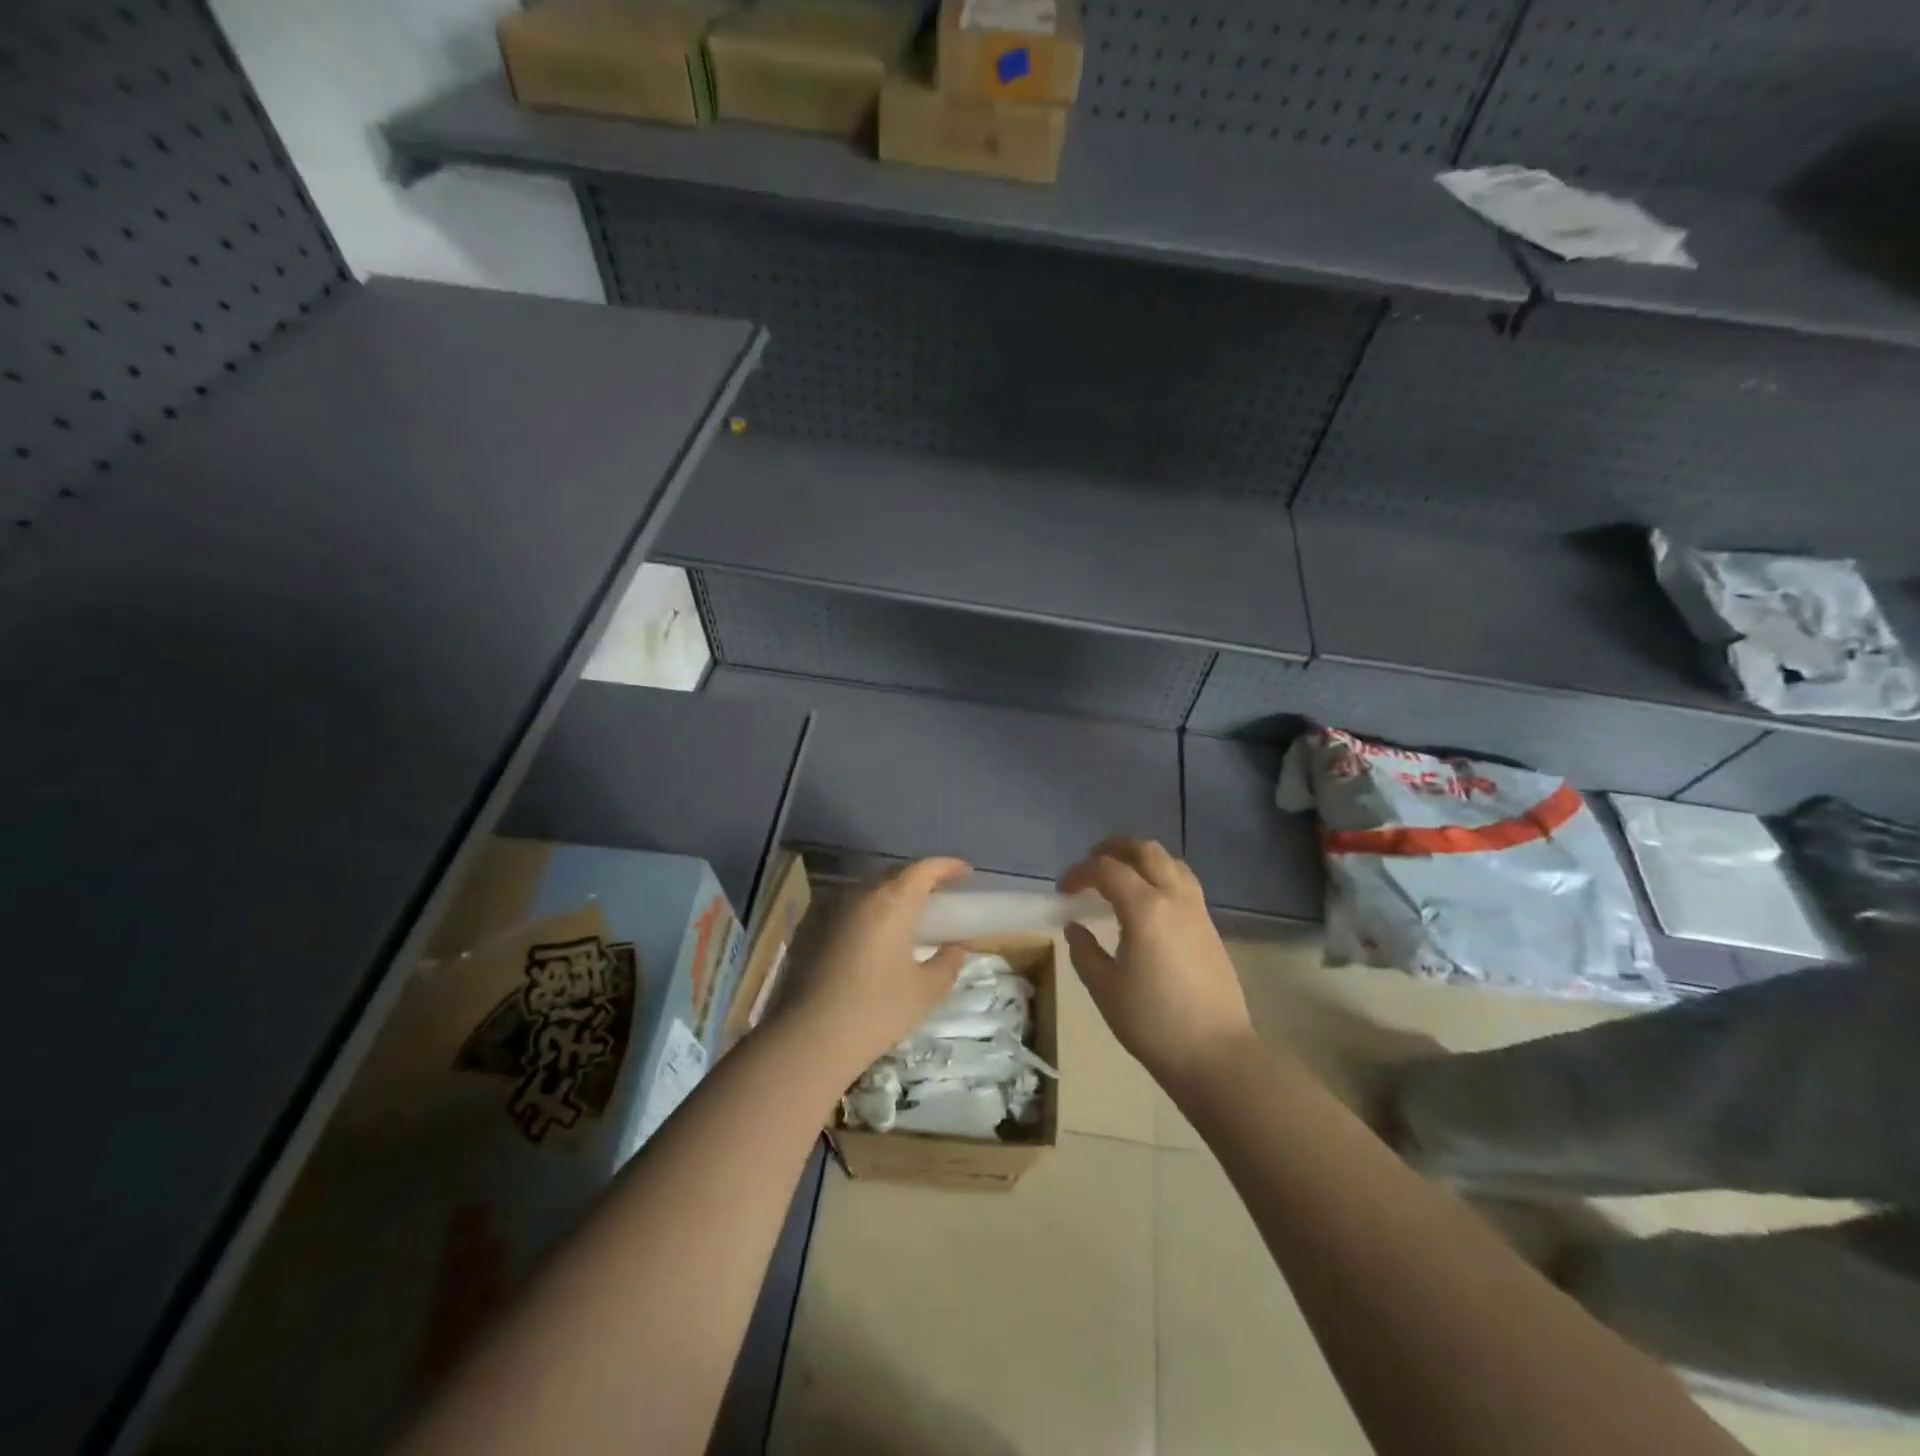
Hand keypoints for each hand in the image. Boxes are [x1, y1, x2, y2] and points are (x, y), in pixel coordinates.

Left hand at [773, 857, 972, 1081]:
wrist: (809, 1038)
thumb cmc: (876, 1011)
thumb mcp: (925, 991)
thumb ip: (948, 963)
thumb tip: (958, 947)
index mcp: (892, 902)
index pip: (924, 869)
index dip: (947, 866)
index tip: (966, 872)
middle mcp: (860, 894)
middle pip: (895, 874)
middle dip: (920, 879)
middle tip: (940, 895)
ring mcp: (831, 908)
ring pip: (869, 889)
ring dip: (892, 894)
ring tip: (909, 915)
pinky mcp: (811, 927)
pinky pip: (849, 907)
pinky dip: (869, 911)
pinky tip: (875, 935)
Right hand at [1058, 838, 1255, 1087]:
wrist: (1216, 1054)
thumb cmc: (1153, 1023)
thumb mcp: (1105, 988)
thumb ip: (1084, 951)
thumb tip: (1075, 926)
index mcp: (1145, 908)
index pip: (1106, 869)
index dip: (1079, 873)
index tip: (1062, 892)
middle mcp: (1174, 897)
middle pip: (1144, 850)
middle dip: (1113, 850)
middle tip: (1090, 867)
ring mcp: (1197, 910)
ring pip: (1170, 862)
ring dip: (1140, 860)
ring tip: (1119, 878)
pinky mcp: (1210, 926)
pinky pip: (1183, 882)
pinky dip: (1160, 877)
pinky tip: (1147, 903)